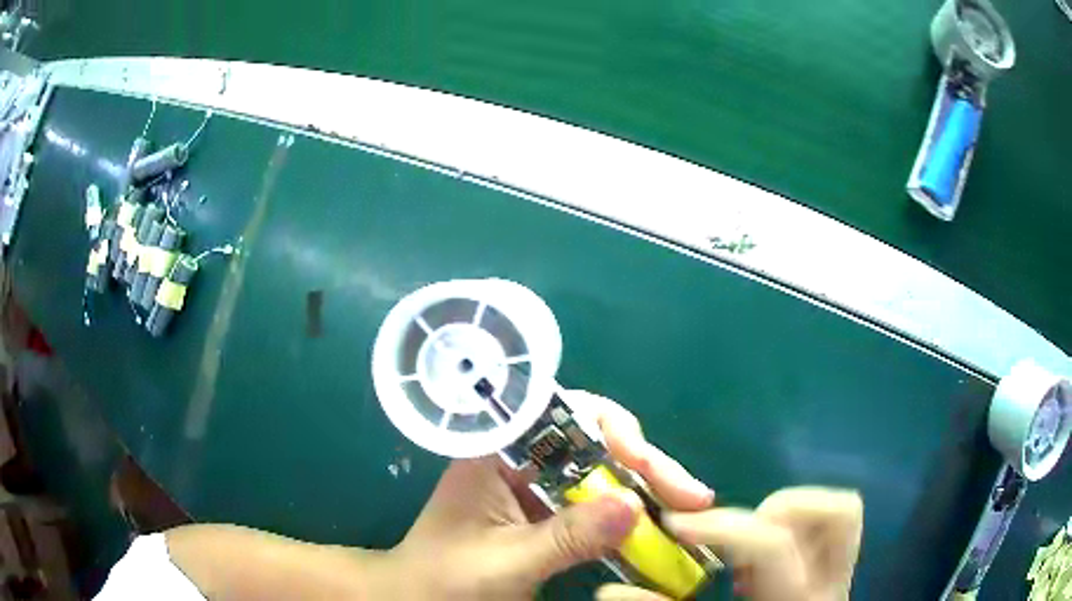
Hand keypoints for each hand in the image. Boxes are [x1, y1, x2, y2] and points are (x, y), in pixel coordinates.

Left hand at [384, 391, 714, 599]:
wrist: (418, 598)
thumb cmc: (446, 578)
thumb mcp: (506, 561)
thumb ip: (566, 537)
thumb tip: (635, 505)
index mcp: (496, 452)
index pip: (559, 411)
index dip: (609, 424)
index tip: (642, 459)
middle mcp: (521, 460)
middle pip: (594, 441)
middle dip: (645, 463)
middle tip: (692, 494)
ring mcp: (537, 488)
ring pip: (602, 470)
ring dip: (647, 486)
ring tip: (691, 505)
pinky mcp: (549, 514)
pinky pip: (597, 503)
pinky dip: (630, 512)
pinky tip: (660, 522)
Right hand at [596, 488, 863, 600]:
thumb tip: (611, 589)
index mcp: (794, 600)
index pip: (774, 544)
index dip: (723, 526)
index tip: (676, 524)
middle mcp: (828, 582)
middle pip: (839, 511)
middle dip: (781, 510)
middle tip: (737, 536)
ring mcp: (838, 574)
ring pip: (838, 513)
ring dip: (789, 516)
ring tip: (746, 555)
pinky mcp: (834, 572)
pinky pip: (827, 530)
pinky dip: (795, 530)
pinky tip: (757, 566)